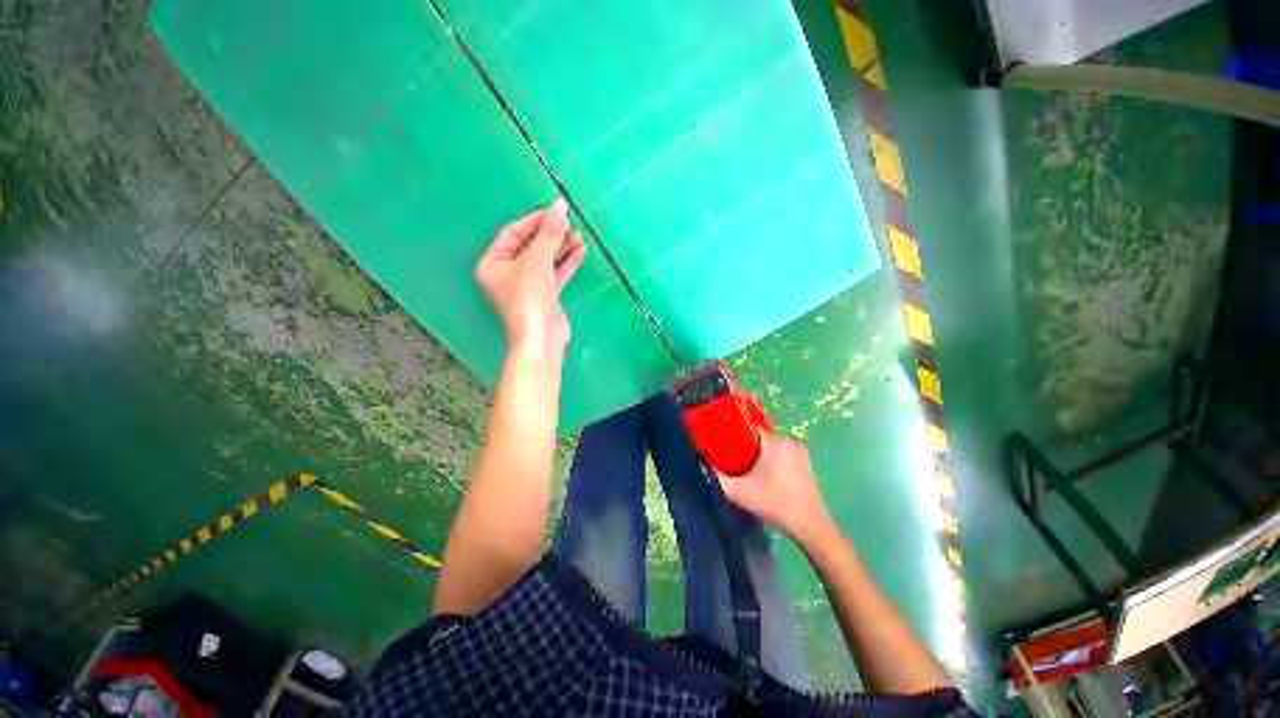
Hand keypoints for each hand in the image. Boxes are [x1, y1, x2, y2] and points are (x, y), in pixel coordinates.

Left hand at [476, 200, 586, 356]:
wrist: (542, 337)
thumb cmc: (530, 296)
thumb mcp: (537, 261)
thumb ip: (549, 234)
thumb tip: (560, 206)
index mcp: (493, 263)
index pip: (512, 233)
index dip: (533, 221)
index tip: (554, 212)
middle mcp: (507, 273)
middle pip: (530, 246)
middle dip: (550, 234)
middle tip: (569, 223)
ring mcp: (527, 285)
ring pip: (545, 260)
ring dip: (561, 247)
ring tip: (579, 236)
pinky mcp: (544, 295)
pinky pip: (555, 273)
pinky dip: (566, 262)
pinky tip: (580, 251)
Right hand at [717, 433, 836, 549]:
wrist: (810, 527)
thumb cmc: (775, 504)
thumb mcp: (740, 492)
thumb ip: (716, 478)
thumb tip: (700, 465)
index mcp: (775, 441)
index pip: (747, 428)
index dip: (732, 436)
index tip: (722, 449)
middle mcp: (789, 440)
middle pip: (757, 437)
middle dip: (743, 448)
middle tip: (731, 463)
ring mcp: (799, 451)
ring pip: (769, 446)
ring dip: (757, 456)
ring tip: (745, 472)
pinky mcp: (805, 463)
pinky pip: (780, 454)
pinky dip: (770, 461)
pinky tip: (763, 478)